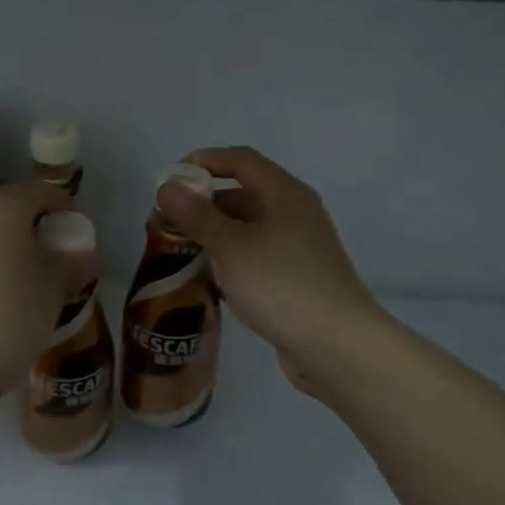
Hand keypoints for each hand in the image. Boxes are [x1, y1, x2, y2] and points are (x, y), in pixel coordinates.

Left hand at [0, 180, 71, 400]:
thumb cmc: (9, 316)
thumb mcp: (54, 290)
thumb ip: (71, 263)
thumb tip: (83, 254)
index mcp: (2, 206)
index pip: (42, 191)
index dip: (65, 209)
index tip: (79, 236)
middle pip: (8, 207)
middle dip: (33, 227)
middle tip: (54, 258)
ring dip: (5, 245)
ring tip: (24, 279)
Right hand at [155, 146, 380, 396]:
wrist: (336, 344)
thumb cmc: (281, 285)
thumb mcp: (232, 247)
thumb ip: (197, 216)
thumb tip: (167, 187)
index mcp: (285, 194)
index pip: (241, 160)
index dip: (205, 161)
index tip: (170, 178)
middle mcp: (295, 214)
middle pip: (244, 194)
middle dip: (204, 203)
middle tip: (168, 221)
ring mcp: (299, 248)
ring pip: (249, 229)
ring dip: (215, 234)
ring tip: (181, 250)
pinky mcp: (296, 278)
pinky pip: (257, 257)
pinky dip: (231, 260)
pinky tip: (210, 280)